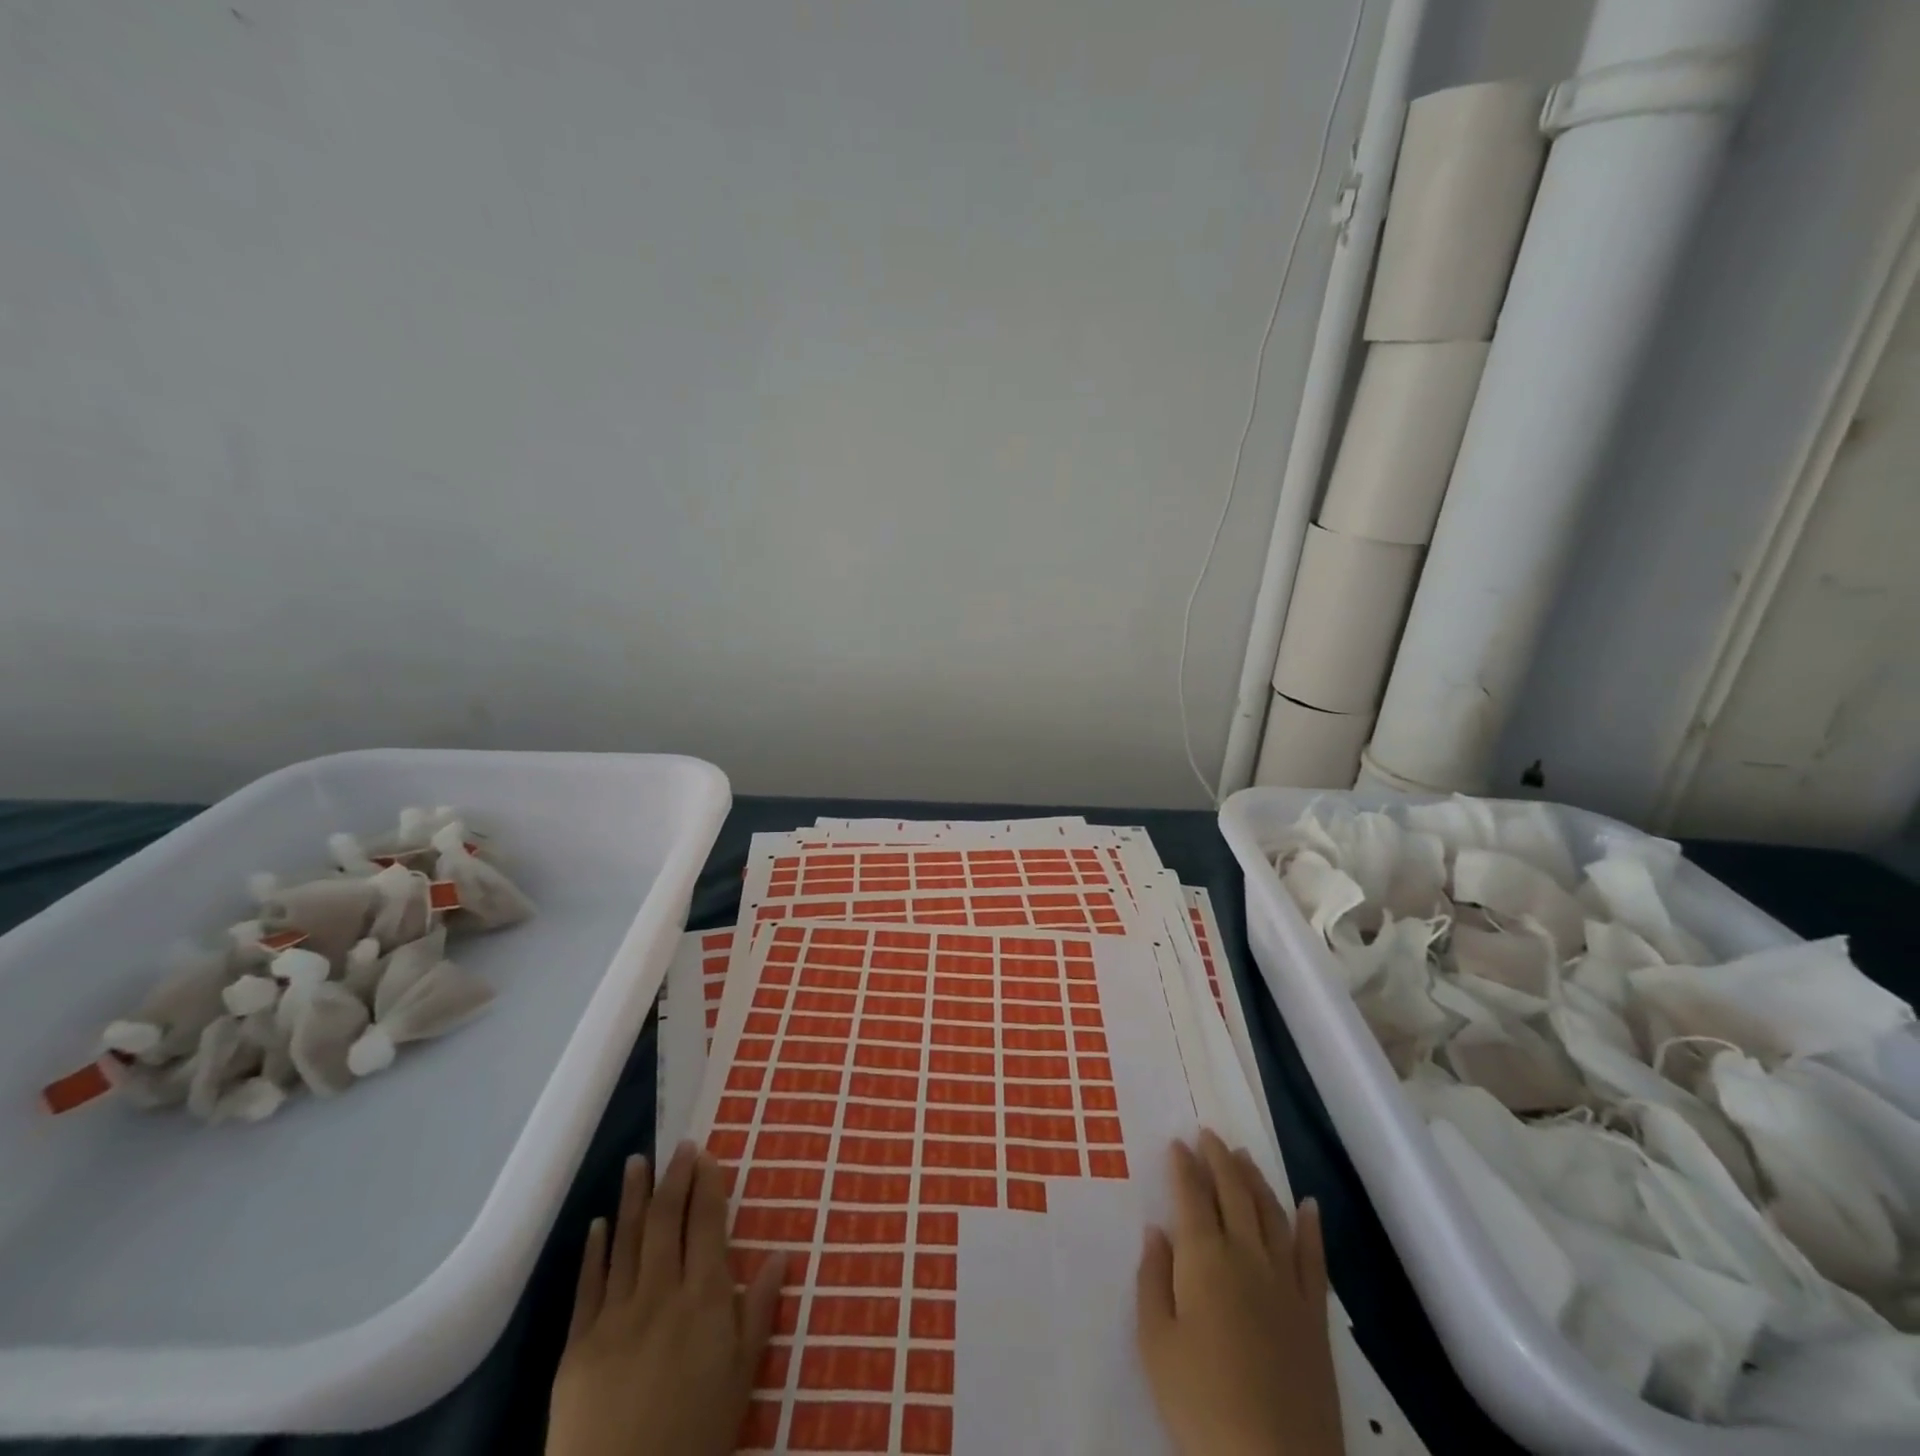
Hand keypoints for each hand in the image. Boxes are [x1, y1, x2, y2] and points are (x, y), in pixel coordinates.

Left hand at [547, 1142, 783, 1455]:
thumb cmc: (696, 1437)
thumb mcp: (741, 1379)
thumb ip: (759, 1312)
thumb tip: (782, 1254)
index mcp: (704, 1299)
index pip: (706, 1224)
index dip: (707, 1186)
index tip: (706, 1155)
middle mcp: (661, 1293)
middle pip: (667, 1222)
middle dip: (674, 1178)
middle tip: (678, 1146)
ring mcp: (616, 1316)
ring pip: (627, 1242)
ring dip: (633, 1198)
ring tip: (637, 1162)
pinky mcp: (578, 1346)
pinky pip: (588, 1286)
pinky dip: (594, 1251)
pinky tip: (597, 1224)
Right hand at [1136, 1130, 1342, 1455]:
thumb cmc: (1200, 1404)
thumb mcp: (1155, 1344)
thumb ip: (1153, 1280)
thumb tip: (1157, 1231)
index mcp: (1204, 1258)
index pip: (1191, 1196)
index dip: (1183, 1166)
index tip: (1176, 1142)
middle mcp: (1246, 1255)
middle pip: (1233, 1193)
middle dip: (1218, 1159)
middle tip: (1208, 1134)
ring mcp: (1286, 1283)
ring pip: (1271, 1214)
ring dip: (1255, 1180)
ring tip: (1244, 1156)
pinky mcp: (1314, 1315)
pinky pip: (1314, 1258)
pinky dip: (1311, 1227)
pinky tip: (1309, 1205)